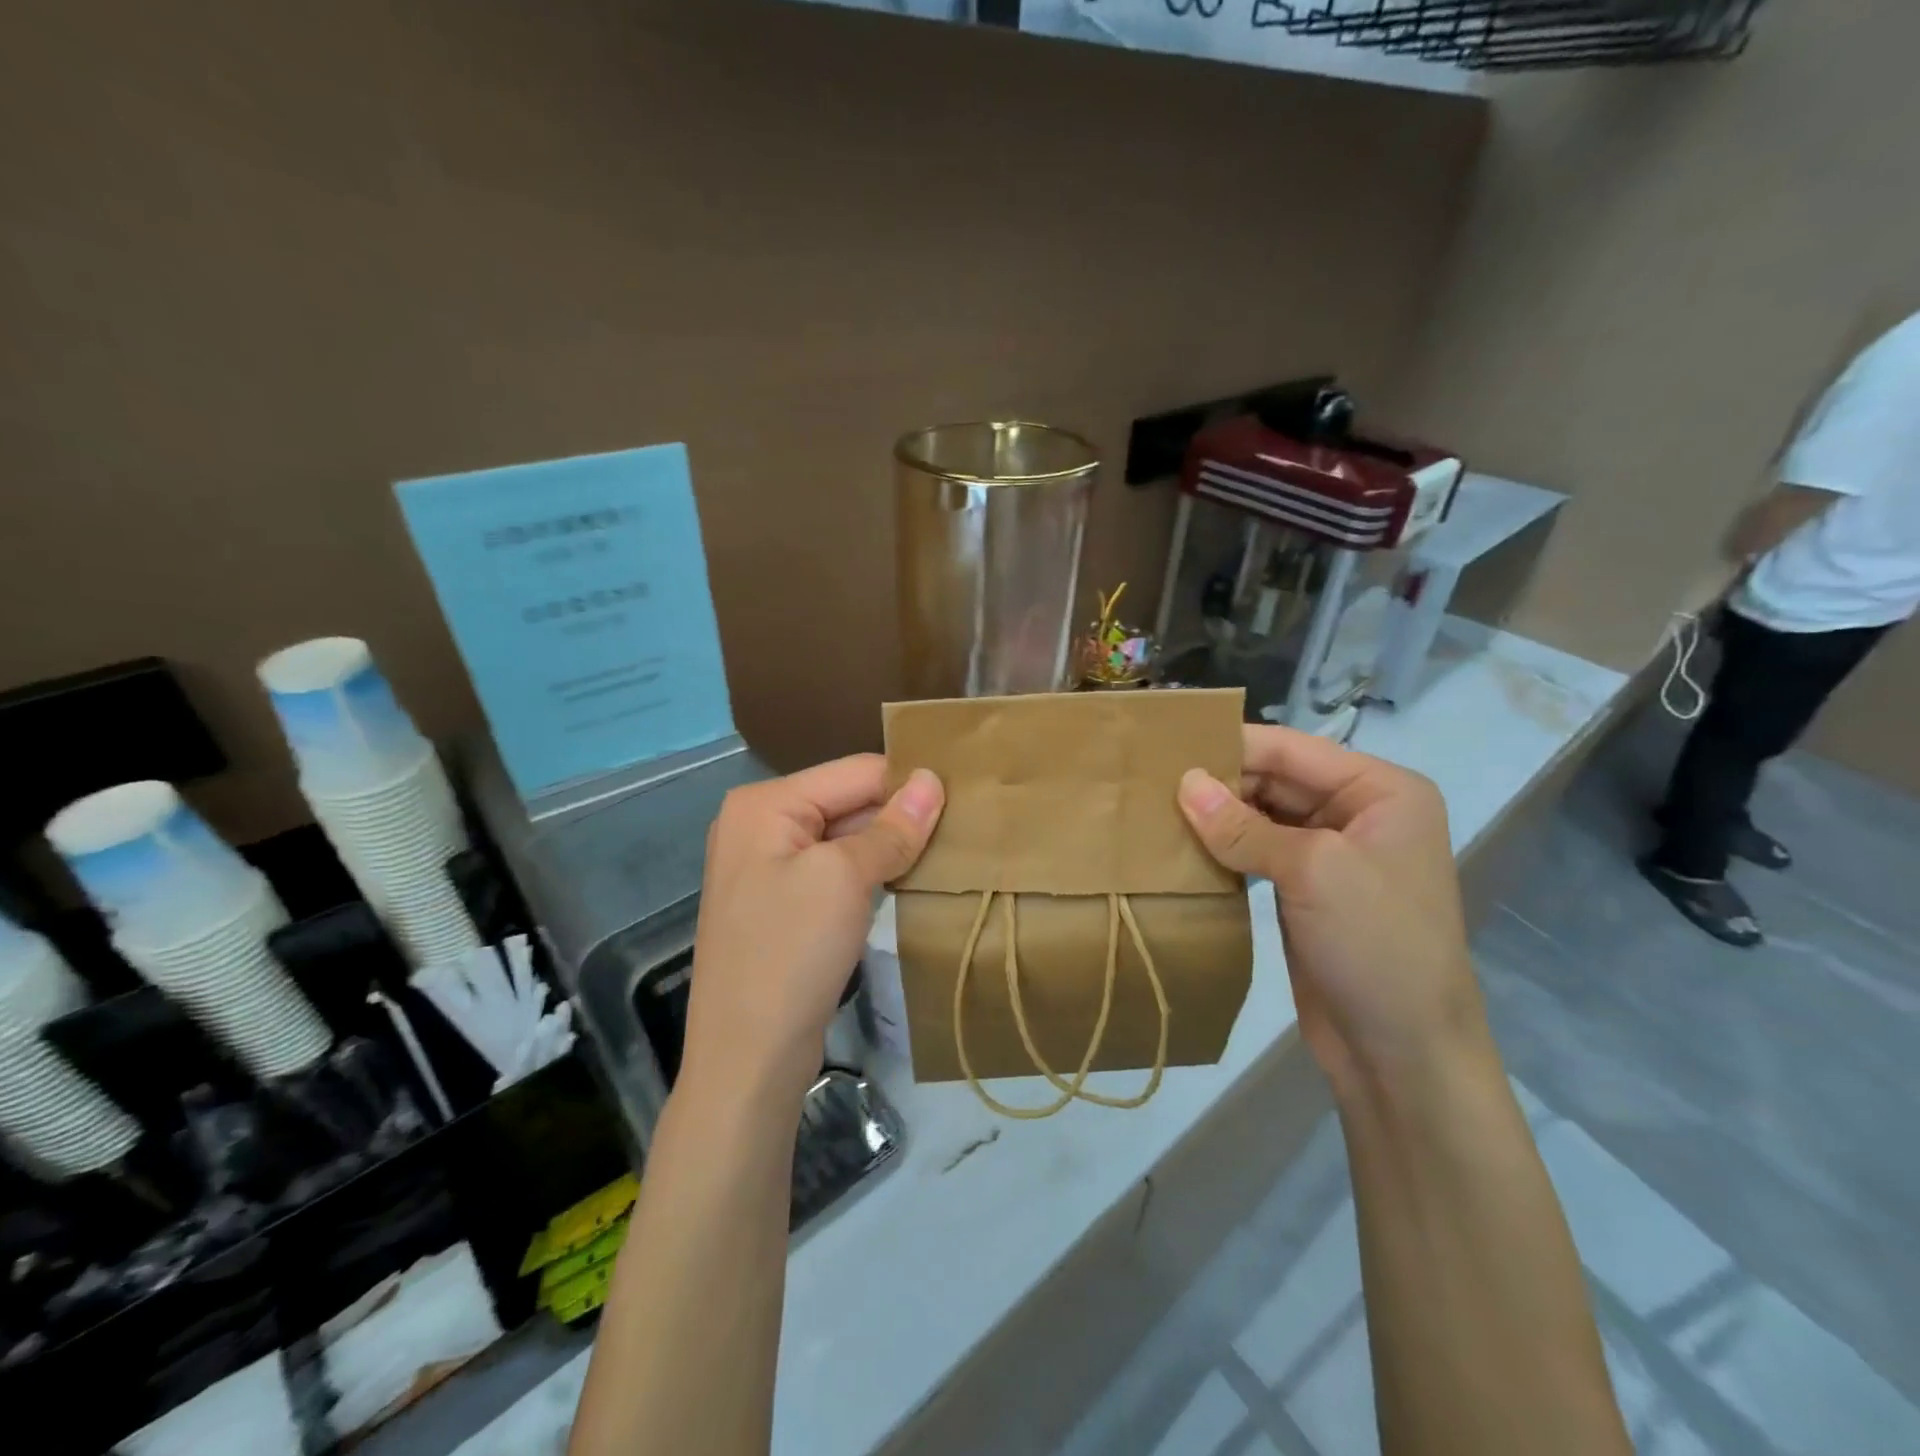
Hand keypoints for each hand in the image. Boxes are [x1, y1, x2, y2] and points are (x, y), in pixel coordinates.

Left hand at [682, 755, 943, 1107]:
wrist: (747, 1058)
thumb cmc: (792, 953)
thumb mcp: (846, 879)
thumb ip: (893, 827)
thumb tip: (934, 780)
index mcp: (765, 804)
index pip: (855, 772)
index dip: (908, 785)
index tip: (962, 802)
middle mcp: (760, 824)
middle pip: (848, 801)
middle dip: (899, 816)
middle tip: (961, 831)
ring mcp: (768, 866)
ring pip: (846, 837)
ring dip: (889, 846)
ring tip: (944, 853)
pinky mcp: (782, 903)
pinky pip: (835, 870)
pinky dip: (871, 873)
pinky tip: (907, 882)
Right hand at [1177, 725, 1489, 1096]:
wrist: (1404, 1053)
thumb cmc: (1375, 945)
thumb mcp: (1312, 872)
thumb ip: (1243, 826)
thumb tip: (1183, 783)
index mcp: (1381, 790)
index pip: (1292, 750)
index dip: (1230, 745)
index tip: (1165, 747)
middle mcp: (1358, 811)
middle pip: (1275, 779)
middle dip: (1219, 782)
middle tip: (1150, 785)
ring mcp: (1331, 853)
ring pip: (1261, 816)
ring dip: (1216, 817)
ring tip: (1155, 811)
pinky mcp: (1305, 889)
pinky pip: (1257, 852)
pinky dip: (1224, 848)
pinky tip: (1182, 848)